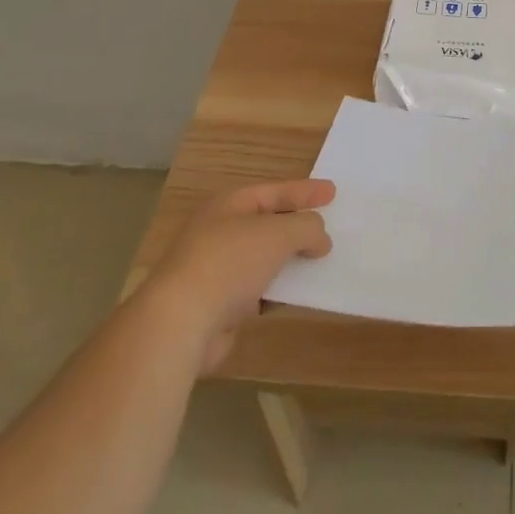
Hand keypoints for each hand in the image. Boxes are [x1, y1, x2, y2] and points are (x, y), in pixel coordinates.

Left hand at [145, 180, 334, 373]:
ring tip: (322, 263)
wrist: (181, 323)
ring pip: (264, 259)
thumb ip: (307, 227)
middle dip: (298, 227)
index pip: (274, 191)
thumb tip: (320, 238)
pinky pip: (258, 291)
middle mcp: (220, 232)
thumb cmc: (230, 262)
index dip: (305, 191)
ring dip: (290, 261)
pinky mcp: (219, 306)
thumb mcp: (279, 233)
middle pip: (268, 224)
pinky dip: (278, 291)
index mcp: (229, 205)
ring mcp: (217, 270)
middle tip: (329, 227)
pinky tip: (298, 296)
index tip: (333, 192)